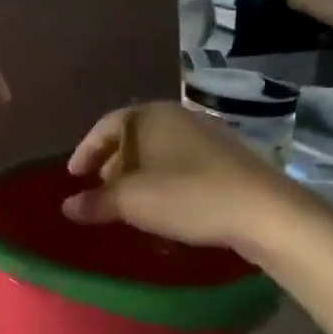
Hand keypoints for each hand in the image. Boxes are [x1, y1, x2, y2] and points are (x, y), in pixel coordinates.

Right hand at [61, 102, 288, 253]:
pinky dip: (165, 188)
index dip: (86, 150)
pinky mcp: (228, 163)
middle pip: (133, 140)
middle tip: (100, 192)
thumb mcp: (132, 202)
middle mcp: (178, 119)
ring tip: (129, 209)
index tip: (73, 175)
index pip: (107, 126)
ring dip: (140, 181)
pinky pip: (183, 170)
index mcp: (151, 116)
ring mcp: (207, 139)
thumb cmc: (188, 196)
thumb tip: (67, 206)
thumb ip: (96, 202)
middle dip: (113, 167)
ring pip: (159, 157)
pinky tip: (165, 217)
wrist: (265, 213)